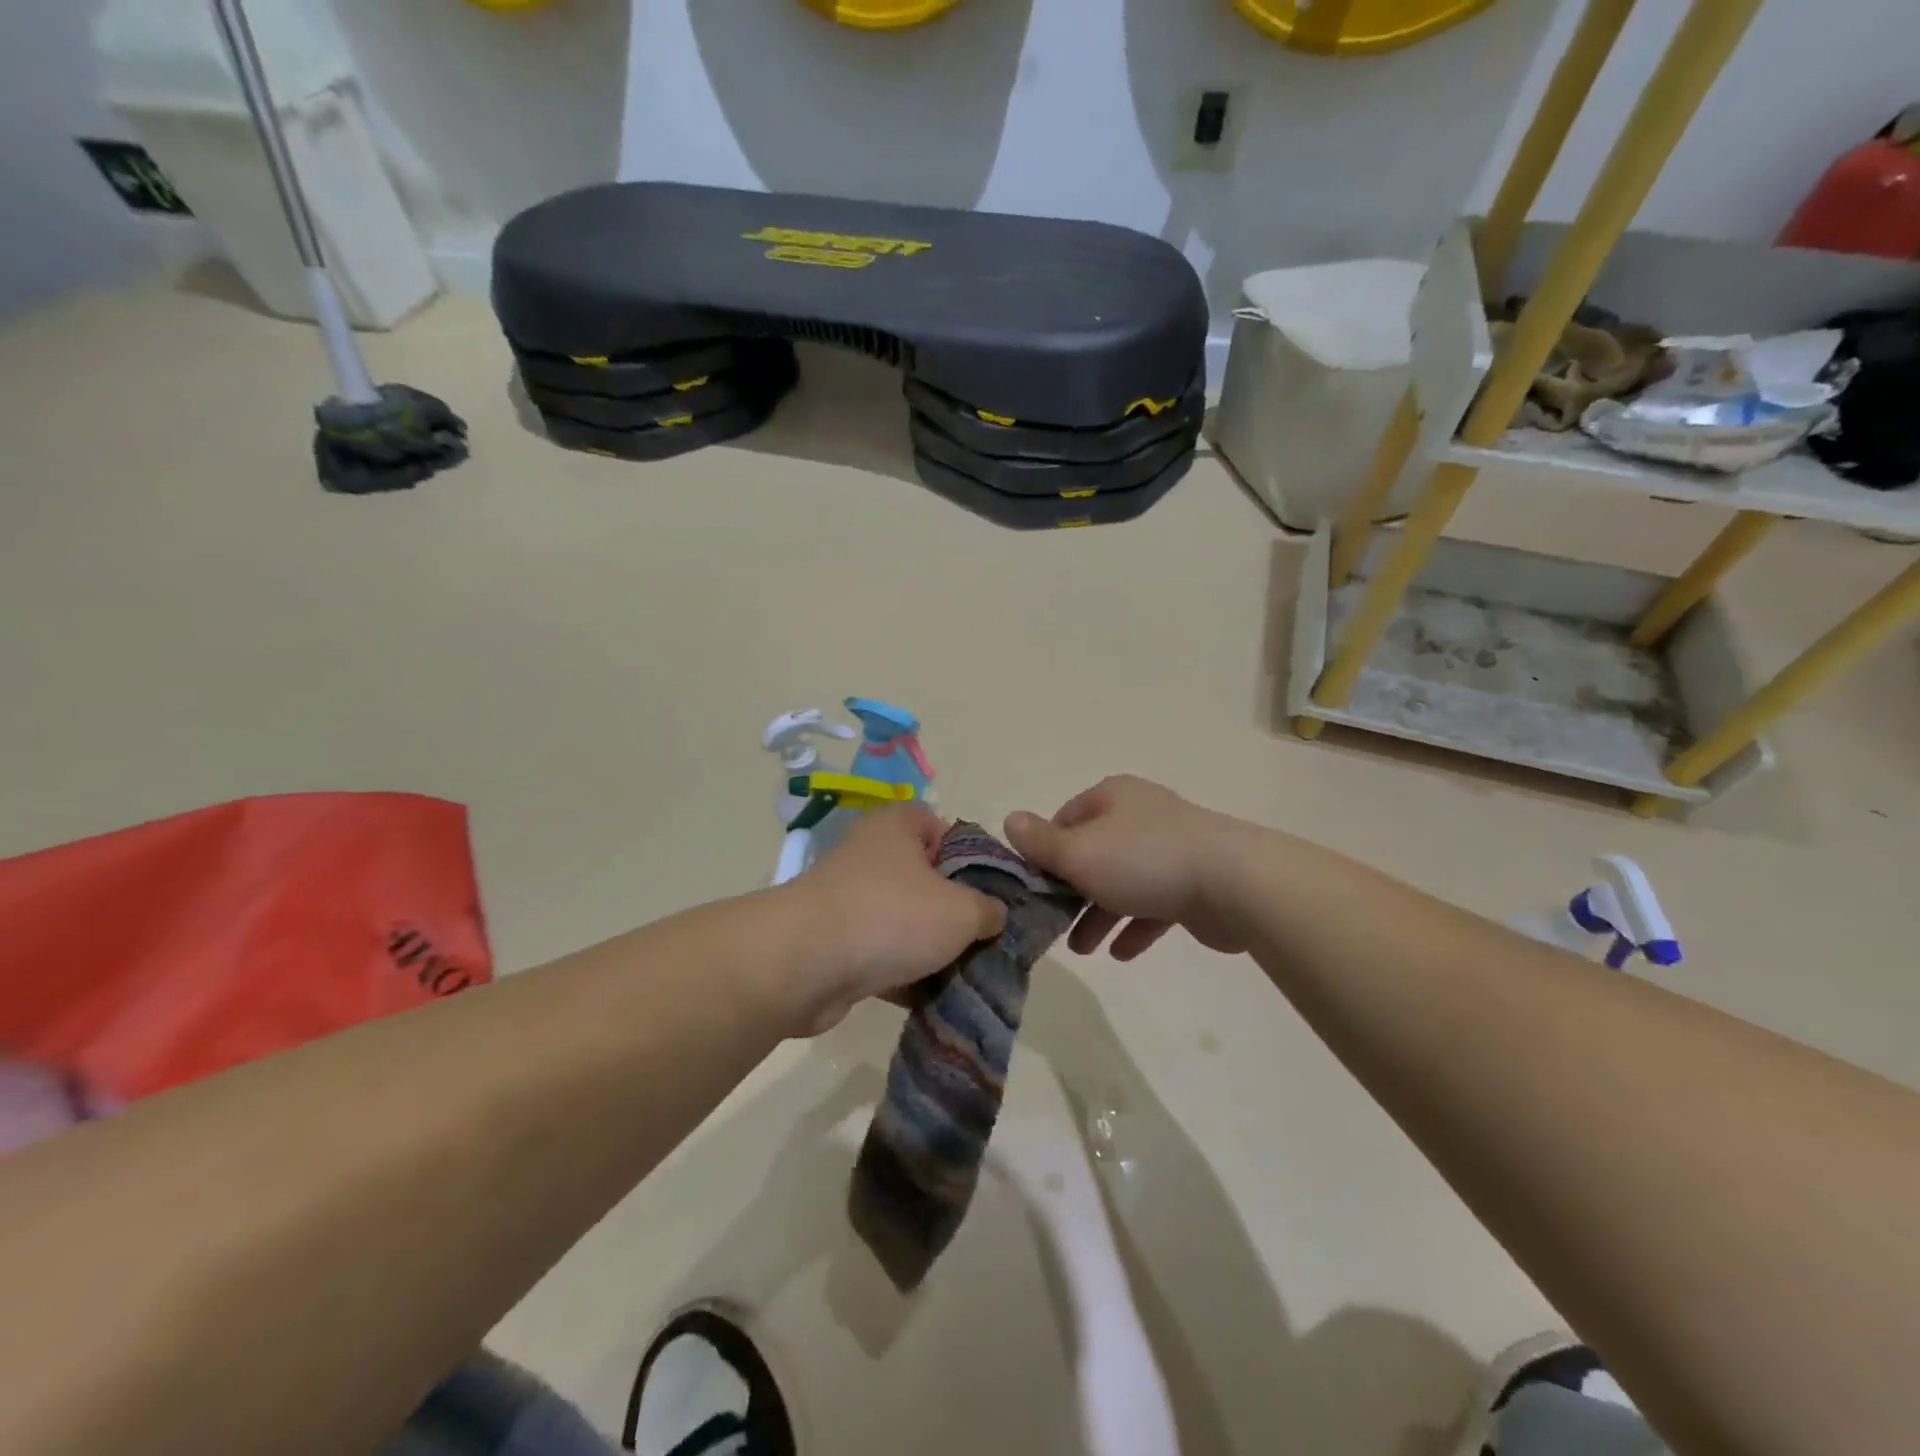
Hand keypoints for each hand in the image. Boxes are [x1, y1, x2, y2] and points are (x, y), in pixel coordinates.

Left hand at [785, 804, 1005, 1034]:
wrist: (805, 964)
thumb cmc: (891, 916)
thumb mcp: (961, 910)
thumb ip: (988, 909)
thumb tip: (993, 915)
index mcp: (897, 827)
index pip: (942, 828)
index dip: (970, 857)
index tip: (989, 891)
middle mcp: (870, 855)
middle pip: (925, 879)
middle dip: (953, 911)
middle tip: (982, 937)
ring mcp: (849, 900)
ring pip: (903, 921)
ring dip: (930, 949)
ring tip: (965, 975)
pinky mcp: (835, 944)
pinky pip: (880, 955)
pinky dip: (903, 975)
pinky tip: (932, 1000)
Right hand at [1005, 776, 1249, 958]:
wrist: (1232, 882)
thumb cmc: (1142, 860)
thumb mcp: (1078, 852)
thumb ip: (1040, 842)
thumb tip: (1010, 819)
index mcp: (1112, 798)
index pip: (1066, 818)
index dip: (1046, 851)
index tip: (1034, 885)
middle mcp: (1141, 816)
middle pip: (1094, 853)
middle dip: (1072, 892)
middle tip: (1053, 924)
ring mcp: (1170, 849)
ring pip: (1122, 882)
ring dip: (1100, 915)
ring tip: (1084, 949)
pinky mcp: (1193, 883)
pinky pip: (1154, 904)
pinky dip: (1135, 926)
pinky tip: (1121, 953)